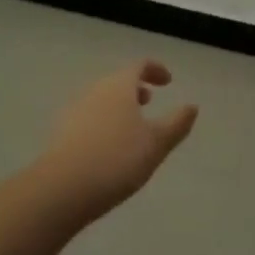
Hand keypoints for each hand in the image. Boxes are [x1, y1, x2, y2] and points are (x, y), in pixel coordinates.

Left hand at [34, 60, 197, 222]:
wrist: (62, 189)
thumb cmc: (117, 159)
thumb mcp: (157, 143)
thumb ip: (177, 123)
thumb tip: (192, 106)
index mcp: (119, 86)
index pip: (138, 66)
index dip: (155, 69)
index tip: (168, 81)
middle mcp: (94, 91)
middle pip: (117, 82)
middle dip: (135, 88)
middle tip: (150, 101)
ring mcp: (74, 112)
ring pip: (102, 100)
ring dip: (119, 106)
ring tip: (132, 126)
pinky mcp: (62, 134)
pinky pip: (89, 118)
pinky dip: (104, 122)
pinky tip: (109, 146)